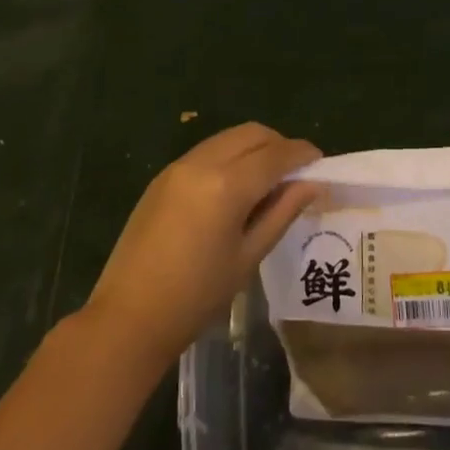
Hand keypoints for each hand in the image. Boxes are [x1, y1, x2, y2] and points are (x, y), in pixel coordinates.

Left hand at [86, 123, 320, 370]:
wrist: (129, 316)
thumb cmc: (197, 296)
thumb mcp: (249, 256)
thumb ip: (282, 212)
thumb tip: (312, 184)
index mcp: (227, 184)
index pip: (276, 154)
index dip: (303, 154)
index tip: (321, 163)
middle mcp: (203, 162)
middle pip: (252, 133)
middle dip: (279, 145)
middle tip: (296, 173)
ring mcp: (179, 165)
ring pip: (228, 138)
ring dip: (254, 148)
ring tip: (268, 181)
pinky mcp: (164, 175)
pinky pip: (207, 150)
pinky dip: (230, 156)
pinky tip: (235, 188)